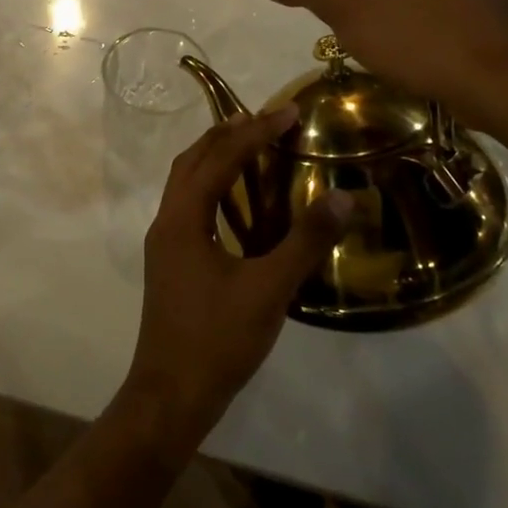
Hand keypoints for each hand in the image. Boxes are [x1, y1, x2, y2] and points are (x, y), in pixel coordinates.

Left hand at [121, 108, 352, 448]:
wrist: (171, 395)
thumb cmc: (217, 340)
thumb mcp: (268, 290)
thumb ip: (305, 242)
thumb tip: (344, 198)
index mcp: (182, 220)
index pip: (219, 159)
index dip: (254, 132)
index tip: (288, 112)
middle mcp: (166, 222)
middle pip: (191, 161)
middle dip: (226, 134)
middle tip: (265, 120)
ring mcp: (164, 244)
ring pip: (184, 183)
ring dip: (214, 157)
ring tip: (250, 146)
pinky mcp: (169, 263)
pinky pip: (188, 205)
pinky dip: (210, 186)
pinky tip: (236, 202)